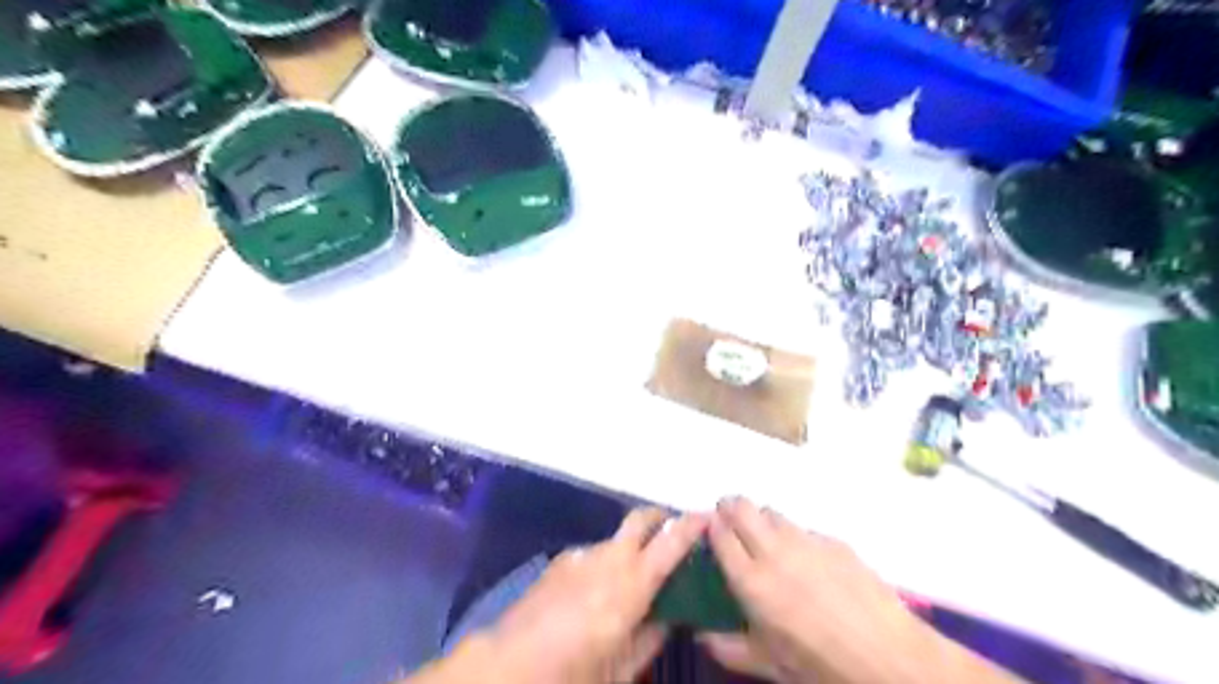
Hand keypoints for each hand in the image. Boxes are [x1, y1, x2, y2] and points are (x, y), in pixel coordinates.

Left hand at [460, 508, 704, 682]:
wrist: (509, 663)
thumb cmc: (573, 672)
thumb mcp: (621, 669)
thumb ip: (650, 638)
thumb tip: (669, 618)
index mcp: (631, 584)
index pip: (669, 543)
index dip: (691, 525)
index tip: (707, 515)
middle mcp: (608, 558)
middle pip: (640, 519)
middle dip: (660, 518)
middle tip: (673, 532)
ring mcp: (582, 554)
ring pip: (616, 539)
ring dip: (630, 547)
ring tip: (630, 577)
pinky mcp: (562, 560)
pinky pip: (593, 553)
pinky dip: (605, 562)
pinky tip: (596, 590)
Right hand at [699, 497, 930, 682]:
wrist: (890, 659)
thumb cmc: (821, 666)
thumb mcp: (770, 665)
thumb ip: (729, 647)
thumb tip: (701, 635)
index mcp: (752, 581)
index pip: (720, 533)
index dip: (711, 526)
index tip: (710, 531)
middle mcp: (774, 551)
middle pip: (740, 507)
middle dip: (729, 508)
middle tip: (731, 523)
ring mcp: (806, 540)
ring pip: (771, 511)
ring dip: (761, 519)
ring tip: (768, 542)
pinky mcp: (834, 540)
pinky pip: (802, 528)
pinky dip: (794, 536)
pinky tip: (807, 562)